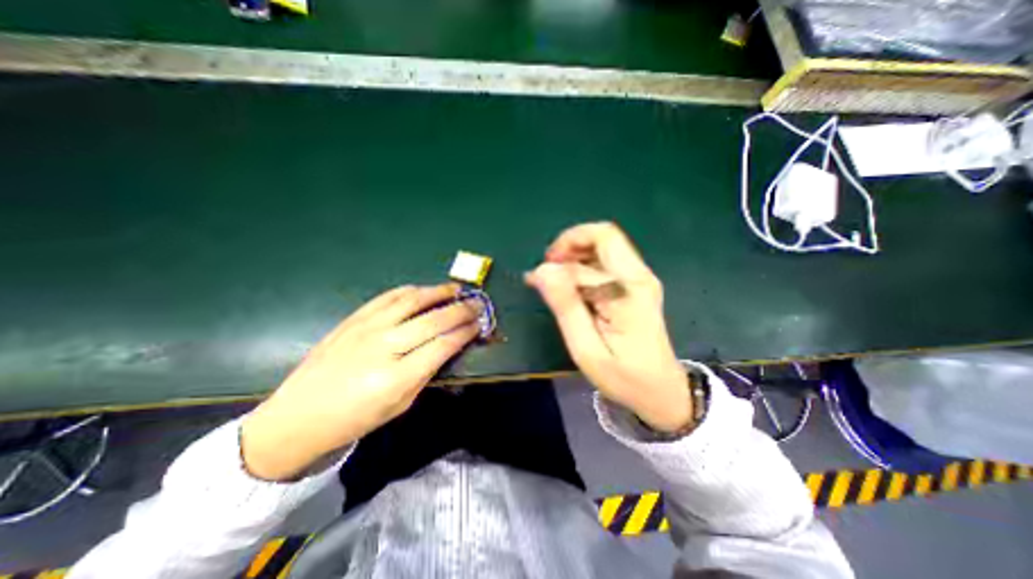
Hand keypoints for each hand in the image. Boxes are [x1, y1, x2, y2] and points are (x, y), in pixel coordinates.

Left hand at [242, 283, 479, 478]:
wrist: (298, 417)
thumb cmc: (355, 419)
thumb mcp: (400, 404)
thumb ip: (427, 372)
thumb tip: (448, 345)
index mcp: (397, 377)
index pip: (443, 345)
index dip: (465, 332)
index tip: (479, 325)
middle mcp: (384, 346)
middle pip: (433, 320)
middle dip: (461, 310)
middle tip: (478, 303)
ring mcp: (367, 328)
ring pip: (412, 301)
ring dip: (439, 292)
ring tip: (456, 288)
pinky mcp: (354, 319)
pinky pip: (388, 297)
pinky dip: (411, 290)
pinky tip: (424, 290)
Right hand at [526, 225, 692, 431]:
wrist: (660, 392)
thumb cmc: (623, 376)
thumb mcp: (586, 347)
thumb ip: (566, 306)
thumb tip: (542, 269)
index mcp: (630, 288)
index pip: (599, 242)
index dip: (565, 250)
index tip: (540, 275)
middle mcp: (638, 275)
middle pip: (603, 236)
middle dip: (569, 246)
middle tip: (547, 271)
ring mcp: (638, 279)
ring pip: (602, 247)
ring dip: (573, 256)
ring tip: (552, 282)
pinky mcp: (634, 286)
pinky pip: (604, 263)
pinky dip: (581, 267)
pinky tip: (567, 288)